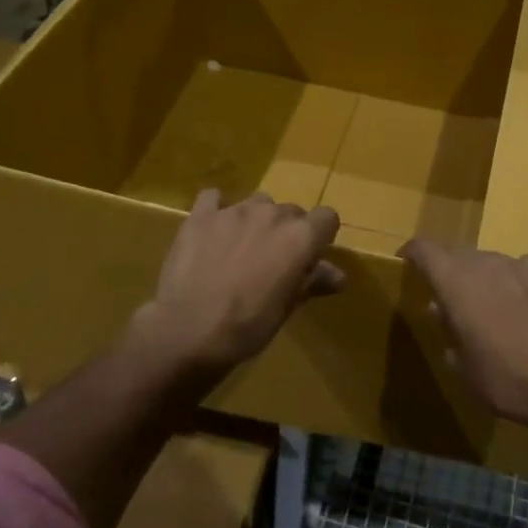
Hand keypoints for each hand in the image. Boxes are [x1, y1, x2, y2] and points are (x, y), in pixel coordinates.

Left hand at [128, 189, 343, 375]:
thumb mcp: (287, 308)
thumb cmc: (247, 325)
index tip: (309, 258)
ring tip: (241, 248)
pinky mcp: (201, 215)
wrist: (188, 329)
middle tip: (272, 262)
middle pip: (291, 211)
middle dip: (287, 232)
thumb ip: (313, 282)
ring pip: (257, 203)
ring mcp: (234, 210)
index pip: (327, 218)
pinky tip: (213, 230)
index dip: (320, 237)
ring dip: (256, 220)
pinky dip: (218, 209)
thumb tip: (338, 276)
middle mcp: (271, 214)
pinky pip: (214, 198)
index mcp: (300, 237)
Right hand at [399, 240, 527, 442]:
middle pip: (461, 254)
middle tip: (455, 300)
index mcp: (456, 282)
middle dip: (453, 272)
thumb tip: (443, 312)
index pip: (425, 249)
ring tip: (496, 308)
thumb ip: (449, 332)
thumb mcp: (463, 367)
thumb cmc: (504, 381)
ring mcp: (524, 266)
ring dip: (489, 279)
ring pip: (496, 263)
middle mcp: (487, 264)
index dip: (413, 252)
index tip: (407, 260)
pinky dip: (521, 285)